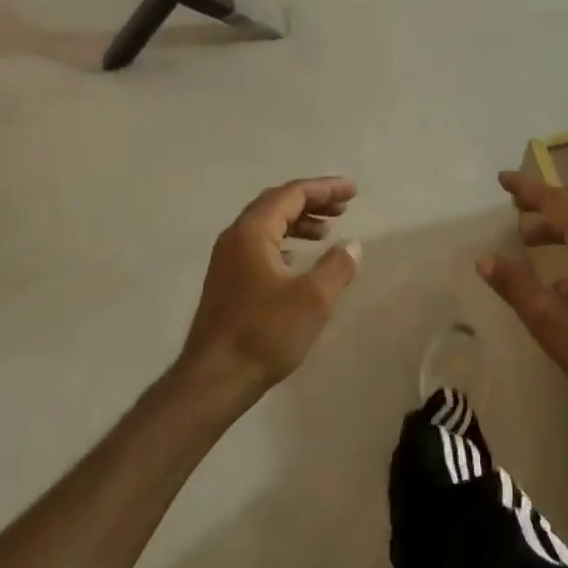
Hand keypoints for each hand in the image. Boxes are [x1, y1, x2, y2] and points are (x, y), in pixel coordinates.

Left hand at [179, 178, 360, 403]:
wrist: (215, 379)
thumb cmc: (265, 333)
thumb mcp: (313, 299)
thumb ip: (337, 266)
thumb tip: (352, 244)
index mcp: (252, 231)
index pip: (292, 194)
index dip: (325, 189)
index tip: (353, 191)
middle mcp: (235, 237)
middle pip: (276, 204)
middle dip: (312, 201)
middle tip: (343, 207)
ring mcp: (227, 260)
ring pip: (266, 226)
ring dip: (298, 222)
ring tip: (326, 232)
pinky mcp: (227, 281)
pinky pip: (259, 246)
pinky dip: (284, 242)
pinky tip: (298, 260)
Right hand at [477, 171, 567, 412]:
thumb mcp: (547, 317)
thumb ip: (514, 284)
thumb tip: (485, 259)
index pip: (557, 200)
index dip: (527, 188)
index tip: (502, 180)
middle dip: (544, 200)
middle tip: (514, 204)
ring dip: (558, 221)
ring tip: (528, 237)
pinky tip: (557, 269)